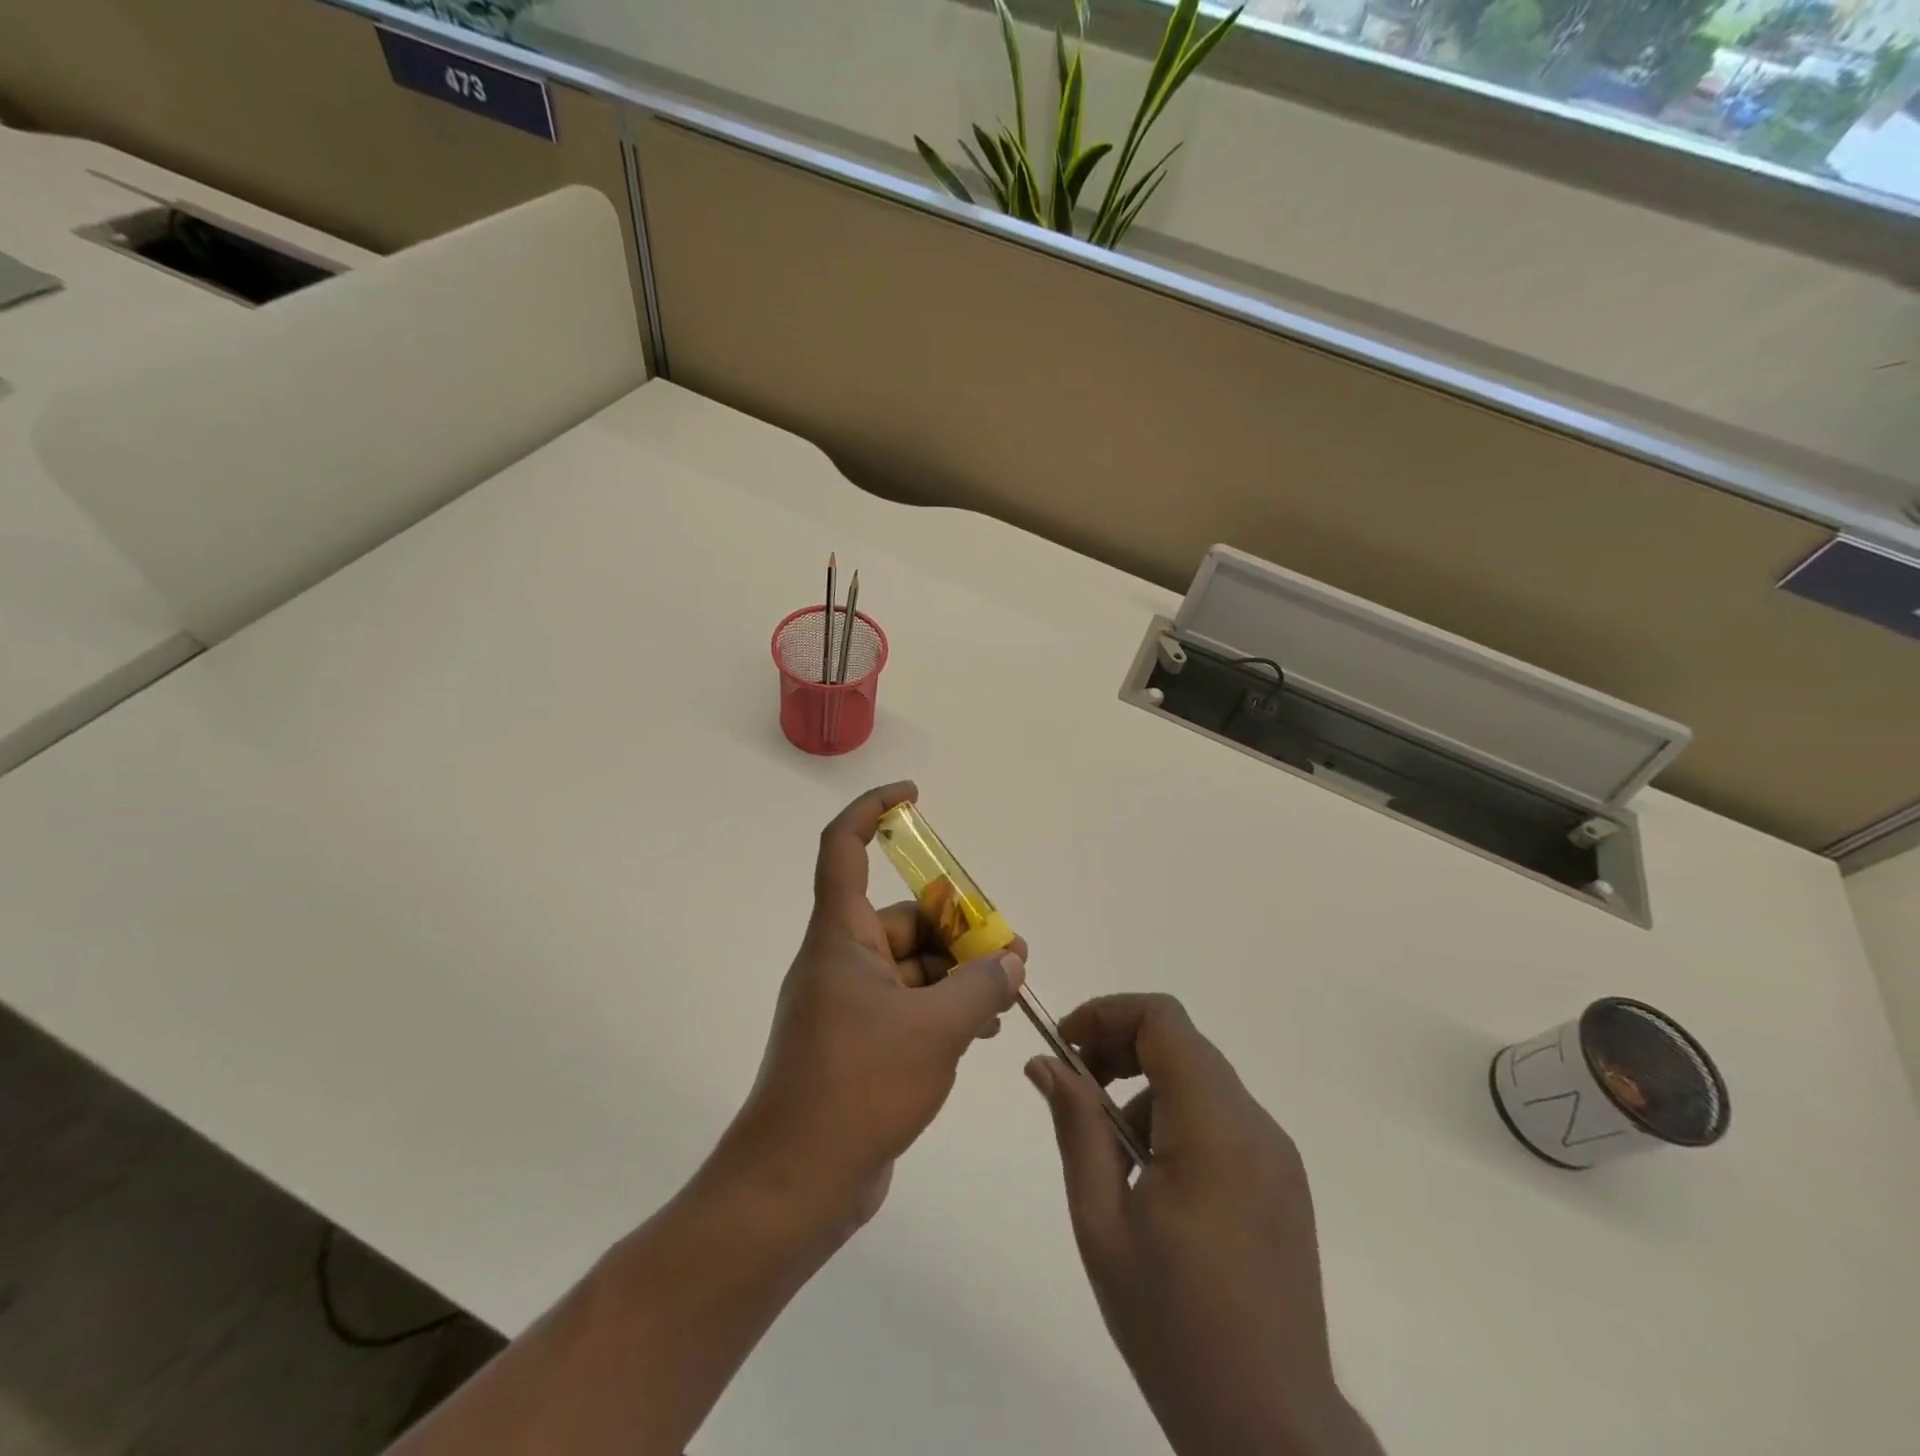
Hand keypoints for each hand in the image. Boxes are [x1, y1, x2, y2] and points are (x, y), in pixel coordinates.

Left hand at [718, 782, 1025, 1232]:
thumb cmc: (856, 1088)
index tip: (913, 797)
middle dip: (957, 927)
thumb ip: (981, 986)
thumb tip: (1011, 961)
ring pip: (912, 966)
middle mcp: (840, 961)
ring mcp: (847, 1006)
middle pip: (902, 918)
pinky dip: (943, 1008)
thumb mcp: (935, 1029)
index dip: (873, 810)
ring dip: (957, 973)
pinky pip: (907, 1006)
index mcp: (840, 937)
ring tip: (1005, 996)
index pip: (843, 848)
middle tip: (1010, 953)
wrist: (795, 1186)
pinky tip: (981, 1030)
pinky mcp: (858, 1045)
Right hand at [1026, 995, 1381, 1455]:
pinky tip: (1153, 1182)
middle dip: (1120, 1048)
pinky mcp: (1282, 1180)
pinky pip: (1221, 1117)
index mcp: (1214, 1128)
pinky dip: (1176, 1119)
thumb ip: (1076, 1128)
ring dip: (1146, 1090)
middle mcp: (1255, 1125)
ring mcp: (1276, 1153)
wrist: (1272, 1432)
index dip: (1108, 1014)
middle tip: (1077, 1090)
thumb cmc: (1174, 1326)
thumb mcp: (1103, 1223)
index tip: (1067, 1047)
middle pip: (1181, 1043)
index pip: (1162, 1019)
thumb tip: (1045, 1063)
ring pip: (1199, 1079)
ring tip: (1112, 1157)